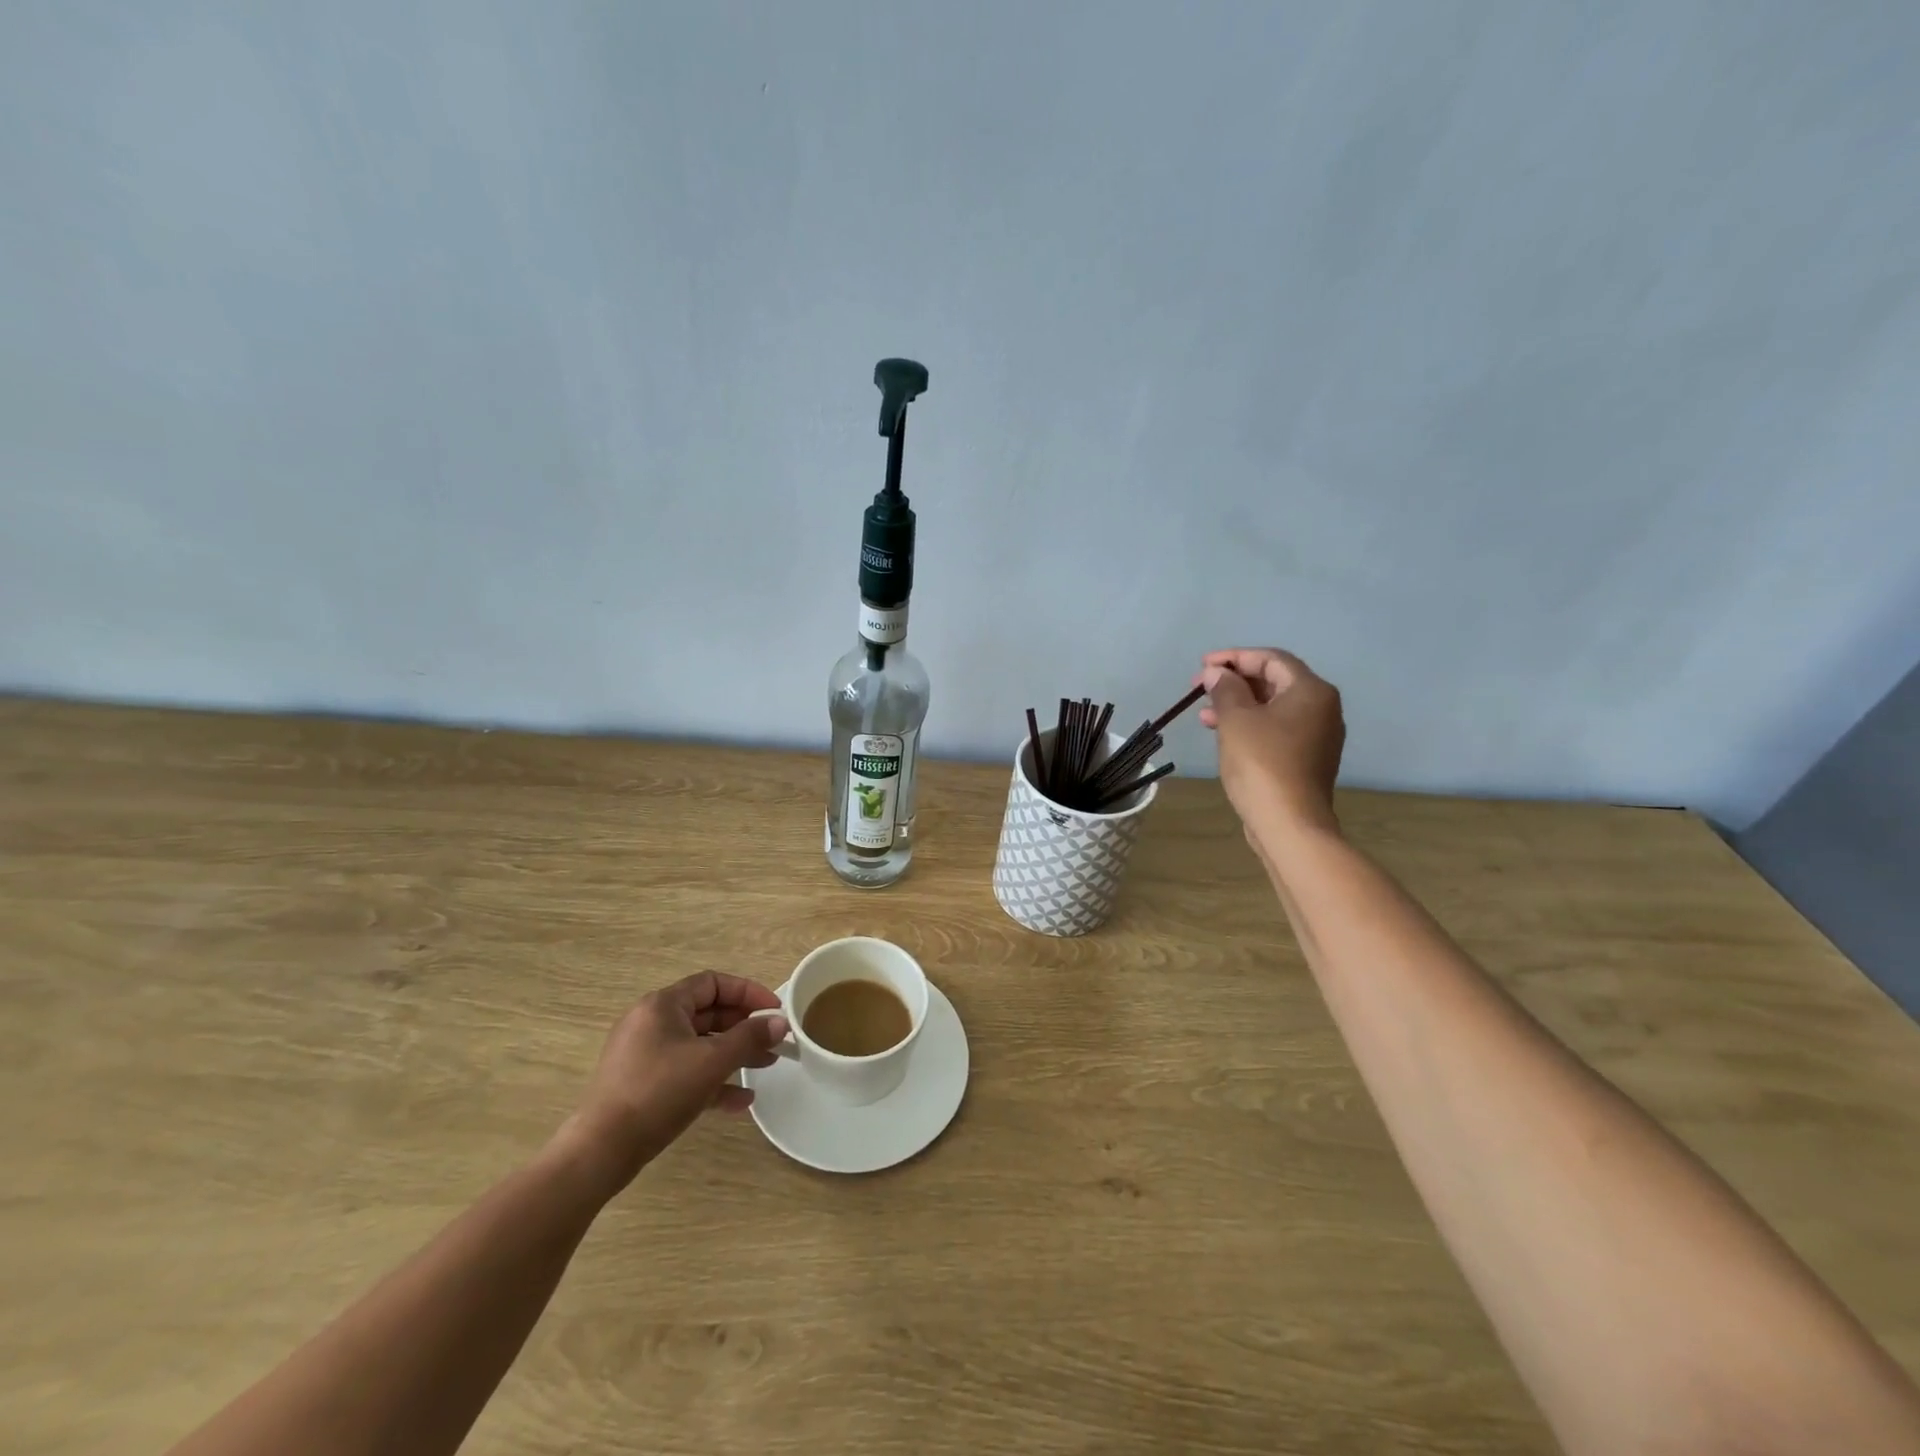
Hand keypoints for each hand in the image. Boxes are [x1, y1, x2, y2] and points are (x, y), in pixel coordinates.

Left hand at [557, 972, 788, 1196]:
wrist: (601, 1151)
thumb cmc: (659, 1092)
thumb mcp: (711, 1061)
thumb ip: (749, 1037)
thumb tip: (780, 1022)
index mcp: (663, 1005)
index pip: (713, 983)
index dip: (748, 992)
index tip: (774, 1010)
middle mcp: (652, 1023)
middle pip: (708, 1014)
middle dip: (744, 1027)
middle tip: (773, 1040)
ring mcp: (645, 1055)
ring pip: (699, 1045)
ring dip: (733, 1054)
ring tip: (766, 1066)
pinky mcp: (643, 1085)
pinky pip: (686, 1072)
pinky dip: (713, 1080)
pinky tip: (741, 1100)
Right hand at [1197, 647, 1345, 837]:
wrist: (1289, 823)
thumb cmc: (1262, 764)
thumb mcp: (1236, 720)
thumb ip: (1226, 689)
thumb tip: (1219, 674)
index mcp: (1311, 691)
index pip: (1270, 659)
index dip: (1234, 657)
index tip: (1203, 665)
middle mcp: (1322, 707)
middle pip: (1274, 681)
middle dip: (1234, 682)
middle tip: (1201, 688)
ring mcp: (1317, 735)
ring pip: (1273, 707)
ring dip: (1238, 705)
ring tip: (1204, 714)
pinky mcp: (1307, 758)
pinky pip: (1276, 728)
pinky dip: (1250, 724)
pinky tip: (1223, 734)